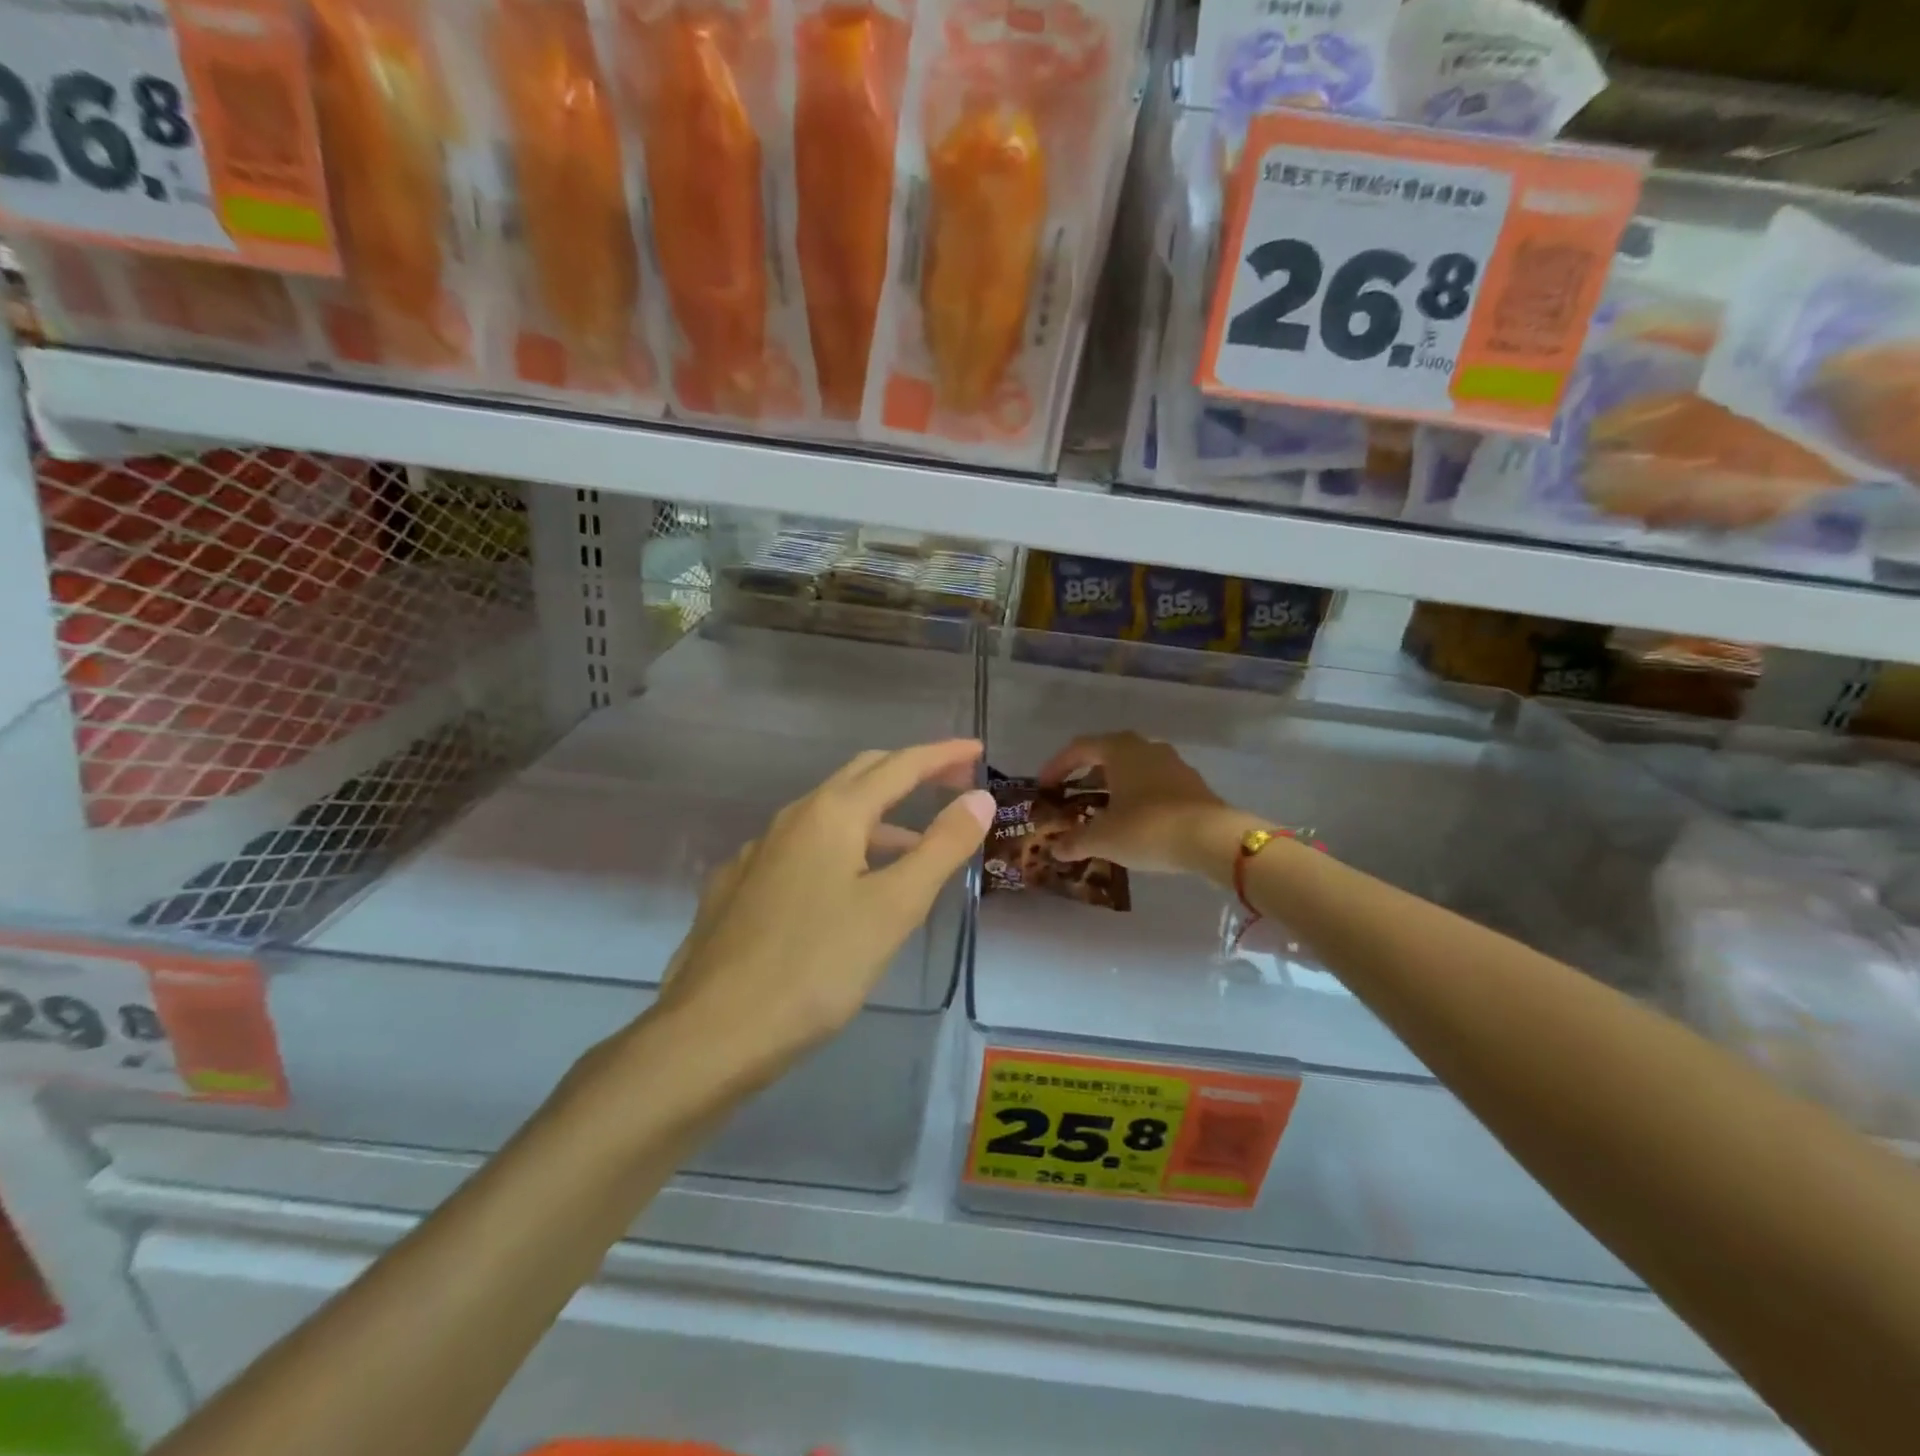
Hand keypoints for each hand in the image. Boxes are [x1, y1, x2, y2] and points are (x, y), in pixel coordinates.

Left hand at [649, 740, 993, 1087]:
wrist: (711, 1033)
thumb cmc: (816, 968)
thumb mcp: (894, 908)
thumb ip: (941, 848)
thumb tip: (979, 797)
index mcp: (831, 814)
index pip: (899, 766)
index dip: (943, 755)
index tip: (978, 750)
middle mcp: (791, 819)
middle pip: (860, 776)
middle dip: (909, 772)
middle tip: (952, 783)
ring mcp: (757, 852)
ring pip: (829, 815)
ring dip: (877, 819)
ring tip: (913, 849)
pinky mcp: (737, 887)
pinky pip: (800, 849)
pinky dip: (839, 849)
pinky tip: (843, 888)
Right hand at [1039, 731, 1255, 877]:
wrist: (1212, 839)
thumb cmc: (1148, 828)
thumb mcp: (1103, 838)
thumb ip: (1075, 841)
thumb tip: (1056, 850)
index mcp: (1120, 750)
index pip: (1080, 748)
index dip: (1058, 766)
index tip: (1045, 786)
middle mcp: (1147, 748)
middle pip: (1108, 754)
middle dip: (1087, 774)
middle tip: (1072, 795)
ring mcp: (1173, 765)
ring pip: (1134, 769)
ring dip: (1114, 786)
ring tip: (1101, 810)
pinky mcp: (1192, 785)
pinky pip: (1154, 784)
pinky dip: (1137, 797)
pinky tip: (1133, 821)